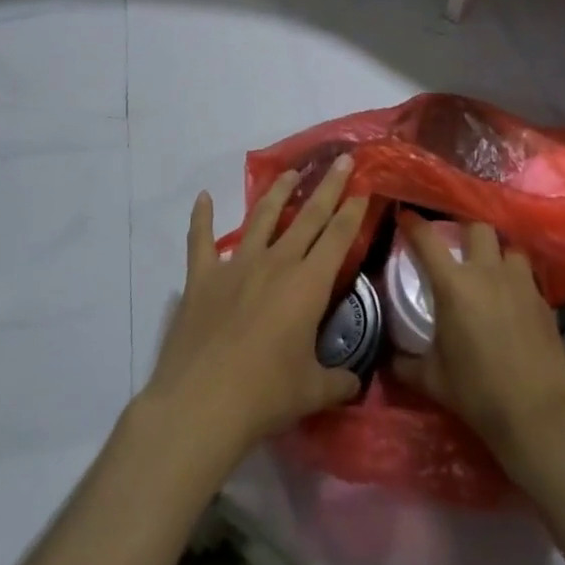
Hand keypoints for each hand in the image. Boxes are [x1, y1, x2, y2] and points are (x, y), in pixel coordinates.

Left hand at [139, 156, 368, 472]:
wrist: (200, 403)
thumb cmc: (264, 395)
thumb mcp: (311, 391)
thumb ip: (337, 382)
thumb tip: (354, 384)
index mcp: (307, 284)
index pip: (338, 237)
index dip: (353, 210)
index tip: (364, 186)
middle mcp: (275, 263)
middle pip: (308, 216)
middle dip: (328, 186)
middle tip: (342, 160)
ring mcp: (236, 265)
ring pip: (262, 218)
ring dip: (278, 192)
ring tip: (290, 173)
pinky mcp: (202, 277)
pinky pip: (201, 240)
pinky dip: (201, 218)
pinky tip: (203, 197)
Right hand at [392, 219, 564, 475]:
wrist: (538, 416)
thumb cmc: (478, 394)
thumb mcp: (433, 380)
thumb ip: (406, 363)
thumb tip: (389, 358)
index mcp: (454, 285)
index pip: (428, 240)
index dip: (414, 224)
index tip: (406, 216)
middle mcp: (488, 272)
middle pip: (477, 227)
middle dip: (465, 231)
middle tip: (457, 245)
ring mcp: (521, 283)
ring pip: (509, 247)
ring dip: (498, 253)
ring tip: (491, 269)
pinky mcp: (544, 300)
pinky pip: (528, 277)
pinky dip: (517, 280)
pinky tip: (514, 301)